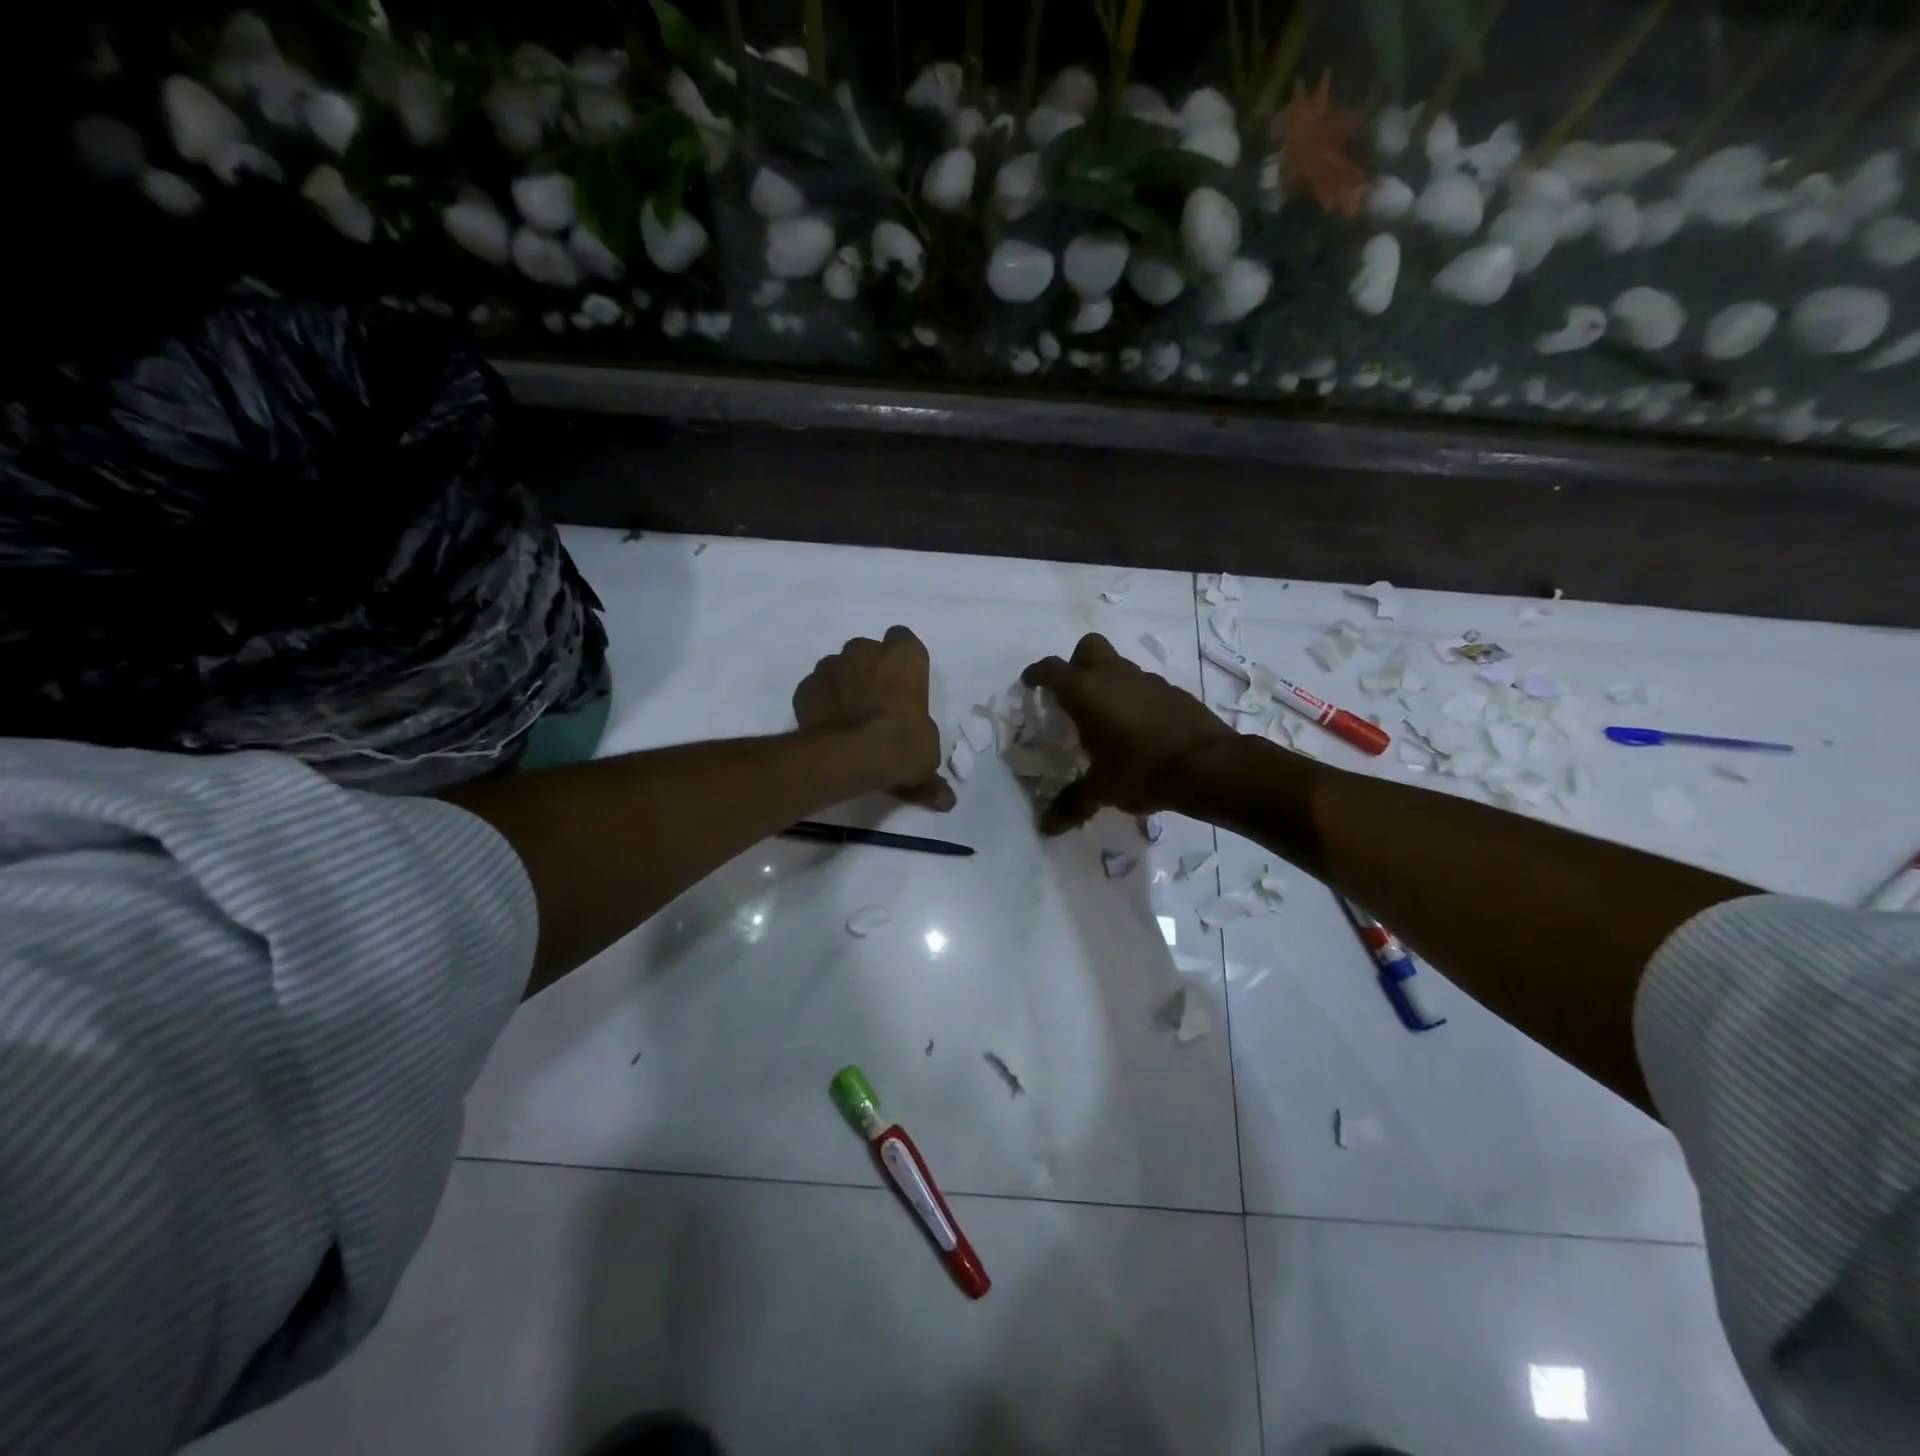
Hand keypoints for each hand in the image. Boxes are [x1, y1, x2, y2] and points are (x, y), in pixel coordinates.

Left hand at [794, 626, 953, 810]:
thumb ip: (930, 775)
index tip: (903, 687)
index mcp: (905, 656)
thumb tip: (946, 800)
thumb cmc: (900, 744)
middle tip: (876, 704)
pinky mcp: (806, 686)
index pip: (905, 641)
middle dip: (871, 671)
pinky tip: (828, 727)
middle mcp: (866, 650)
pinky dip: (821, 702)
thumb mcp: (926, 760)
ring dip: (845, 685)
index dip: (903, 663)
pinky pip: (816, 689)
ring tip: (849, 719)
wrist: (848, 755)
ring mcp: (832, 665)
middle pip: (870, 652)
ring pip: (840, 667)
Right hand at [1021, 633, 1235, 832]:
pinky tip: (1138, 729)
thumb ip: (1072, 804)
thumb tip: (1045, 828)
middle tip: (1072, 693)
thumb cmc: (1142, 770)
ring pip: (1119, 666)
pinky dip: (1135, 698)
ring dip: (1108, 682)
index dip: (1036, 674)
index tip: (1030, 683)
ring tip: (1106, 718)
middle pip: (1088, 648)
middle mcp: (1114, 676)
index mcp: (1086, 692)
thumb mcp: (1101, 790)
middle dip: (1075, 663)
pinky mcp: (1173, 691)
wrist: (1209, 765)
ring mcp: (1147, 680)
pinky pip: (1144, 686)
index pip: (1051, 670)